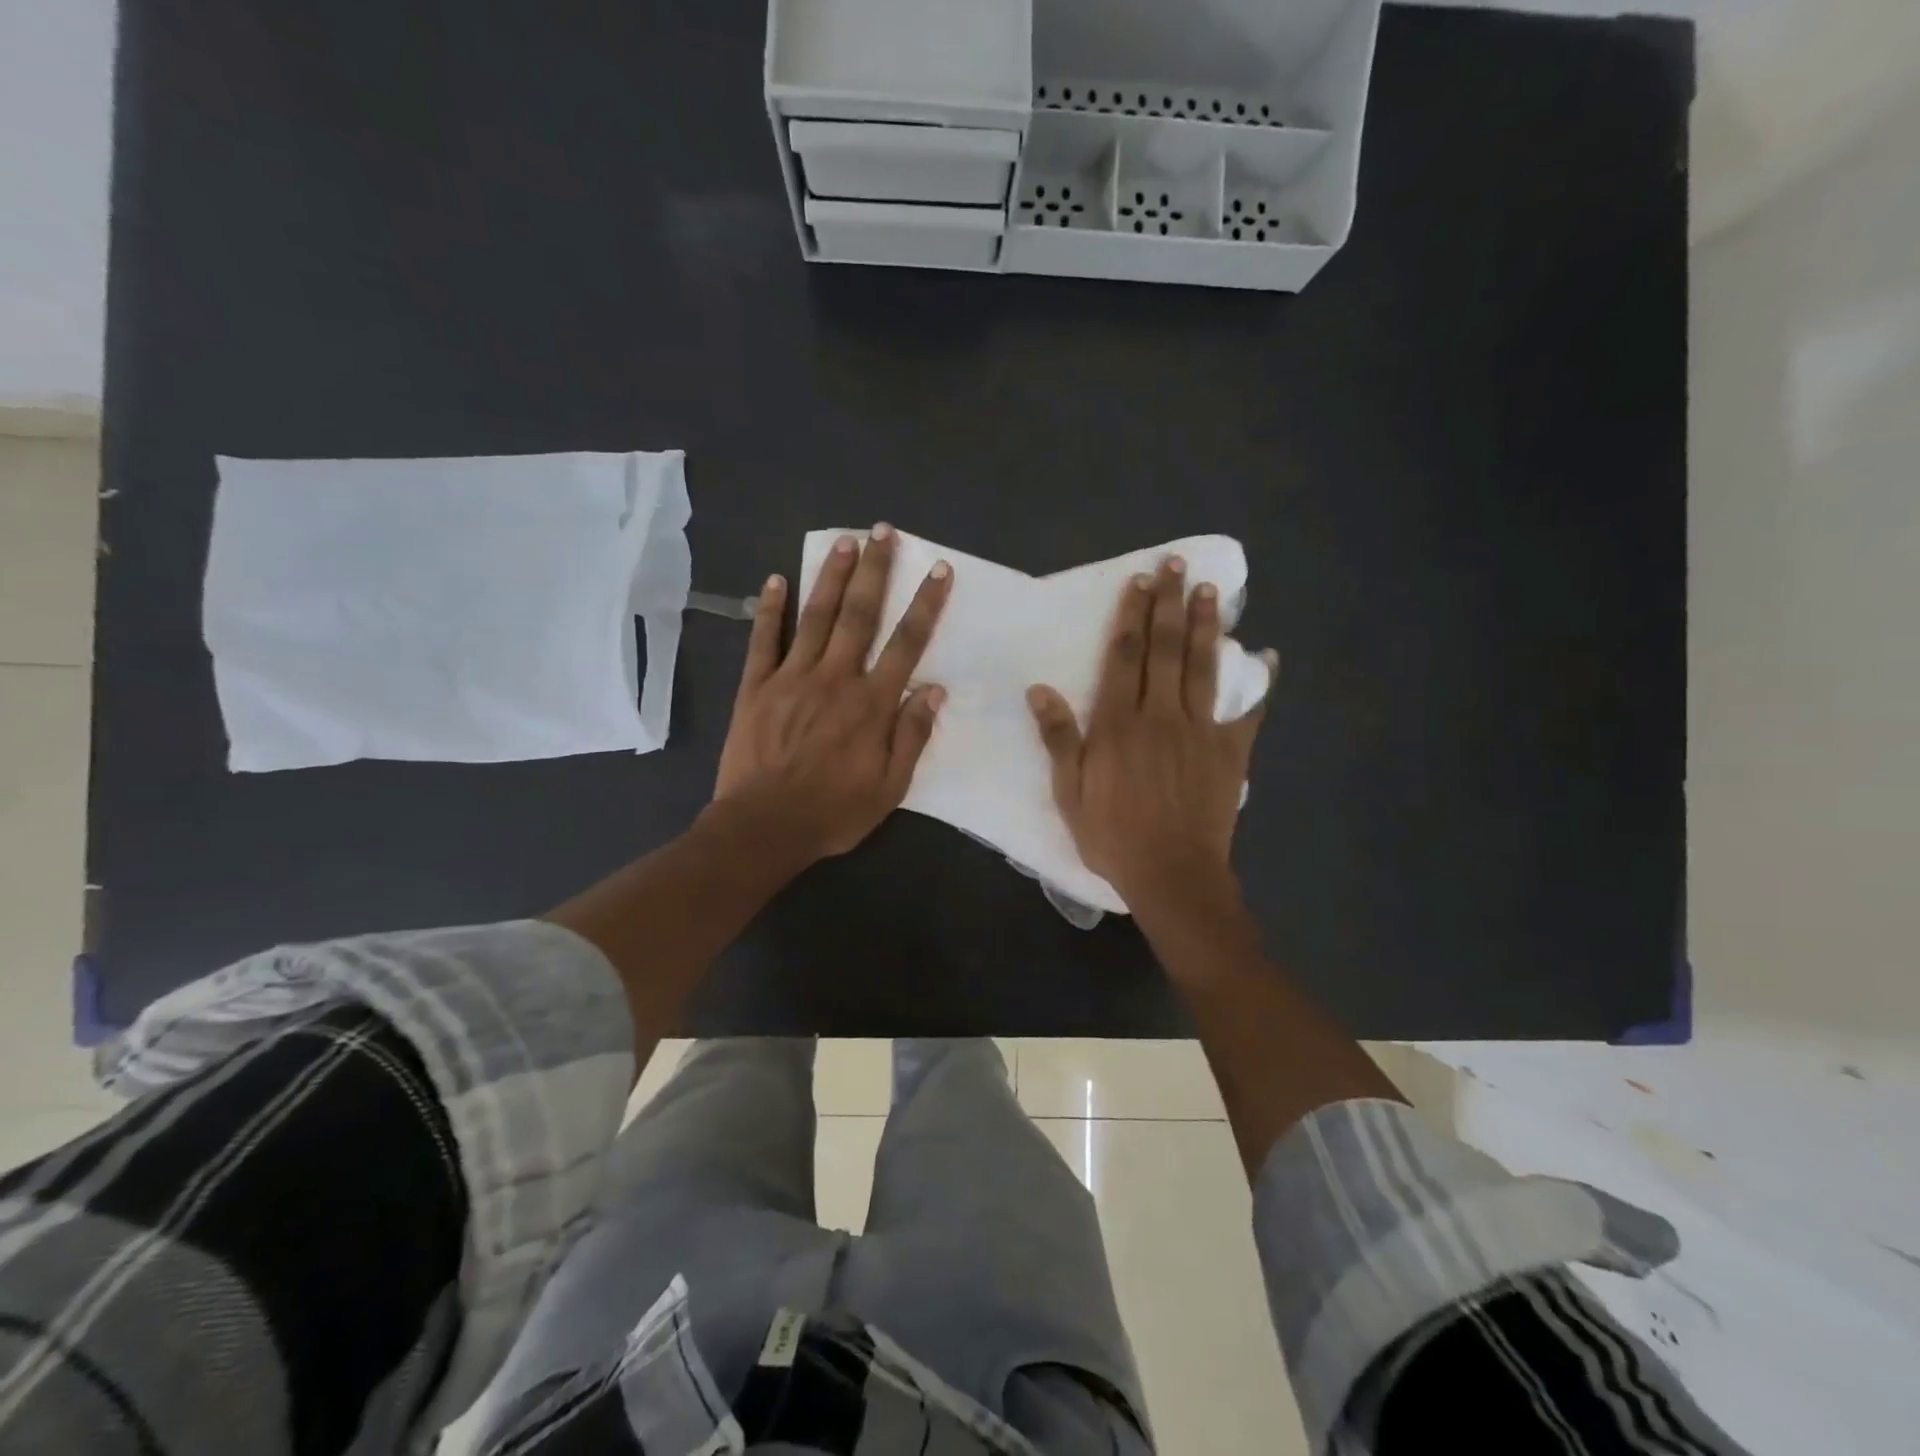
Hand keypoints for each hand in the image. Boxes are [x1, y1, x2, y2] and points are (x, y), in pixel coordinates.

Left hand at [715, 524, 950, 862]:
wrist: (765, 827)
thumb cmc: (834, 812)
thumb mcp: (890, 788)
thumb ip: (911, 736)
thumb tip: (933, 691)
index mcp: (871, 704)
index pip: (906, 644)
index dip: (925, 605)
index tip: (938, 570)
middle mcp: (835, 679)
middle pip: (859, 615)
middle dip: (875, 571)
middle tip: (883, 531)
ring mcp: (792, 678)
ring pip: (816, 617)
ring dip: (831, 577)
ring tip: (845, 541)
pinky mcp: (756, 687)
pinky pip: (764, 641)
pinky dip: (770, 609)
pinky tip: (776, 579)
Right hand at [1027, 557, 1274, 909]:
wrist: (1172, 873)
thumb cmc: (1113, 835)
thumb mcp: (1069, 792)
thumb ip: (1058, 738)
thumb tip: (1040, 690)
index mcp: (1118, 723)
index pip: (1125, 657)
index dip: (1131, 616)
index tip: (1139, 582)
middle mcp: (1160, 715)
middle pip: (1165, 649)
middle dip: (1169, 604)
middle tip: (1176, 565)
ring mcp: (1200, 731)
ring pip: (1203, 667)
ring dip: (1206, 626)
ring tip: (1211, 590)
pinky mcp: (1230, 751)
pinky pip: (1248, 711)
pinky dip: (1260, 682)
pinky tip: (1268, 654)